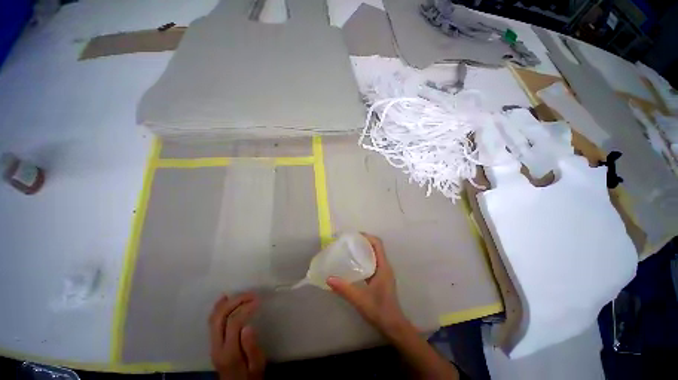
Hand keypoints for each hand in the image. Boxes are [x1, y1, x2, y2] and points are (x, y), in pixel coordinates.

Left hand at [209, 293, 265, 379]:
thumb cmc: (251, 377)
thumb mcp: (257, 366)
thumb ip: (252, 347)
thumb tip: (248, 326)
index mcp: (229, 353)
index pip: (233, 323)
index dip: (245, 309)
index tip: (258, 301)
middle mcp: (217, 347)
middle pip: (220, 317)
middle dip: (235, 301)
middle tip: (251, 294)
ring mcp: (212, 344)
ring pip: (214, 318)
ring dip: (227, 302)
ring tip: (242, 294)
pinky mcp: (213, 343)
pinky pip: (212, 322)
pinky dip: (217, 308)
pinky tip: (223, 299)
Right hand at [326, 233, 406, 332]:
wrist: (393, 326)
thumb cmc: (379, 311)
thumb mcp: (360, 299)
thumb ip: (344, 289)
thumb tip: (328, 278)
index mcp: (383, 267)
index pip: (378, 244)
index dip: (367, 236)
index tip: (354, 236)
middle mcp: (385, 266)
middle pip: (375, 247)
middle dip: (363, 241)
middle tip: (348, 242)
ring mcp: (384, 272)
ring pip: (374, 254)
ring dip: (364, 249)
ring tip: (349, 249)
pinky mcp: (381, 278)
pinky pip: (373, 262)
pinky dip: (364, 258)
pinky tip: (354, 264)